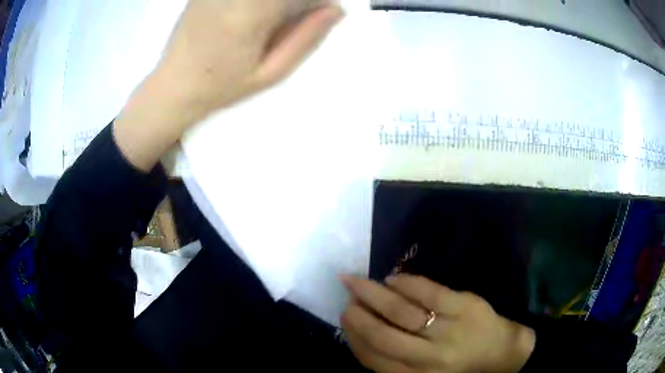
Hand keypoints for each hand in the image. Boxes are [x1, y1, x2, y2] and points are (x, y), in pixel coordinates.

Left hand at [114, 0, 342, 170]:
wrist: (173, 86)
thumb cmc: (222, 86)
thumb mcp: (270, 72)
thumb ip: (305, 38)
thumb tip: (336, 10)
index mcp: (250, 15)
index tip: (322, 9)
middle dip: (295, 1)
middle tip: (300, 13)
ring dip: (276, 4)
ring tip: (270, 21)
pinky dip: (261, 4)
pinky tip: (255, 15)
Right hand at [341, 274, 534, 372]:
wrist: (502, 353)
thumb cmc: (459, 367)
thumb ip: (394, 364)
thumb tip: (361, 338)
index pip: (373, 358)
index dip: (353, 337)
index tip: (343, 320)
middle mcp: (427, 357)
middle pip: (383, 334)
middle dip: (358, 315)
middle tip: (346, 299)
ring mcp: (447, 329)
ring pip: (401, 310)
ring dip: (374, 295)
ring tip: (358, 283)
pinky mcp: (464, 306)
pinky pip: (430, 292)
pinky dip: (407, 283)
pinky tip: (393, 279)